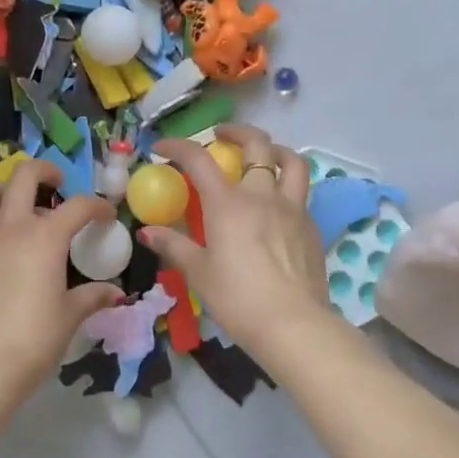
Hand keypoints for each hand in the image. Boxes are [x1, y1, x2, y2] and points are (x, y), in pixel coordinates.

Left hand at [0, 159, 123, 398]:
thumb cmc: (33, 339)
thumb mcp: (69, 317)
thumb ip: (92, 297)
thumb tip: (115, 294)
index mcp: (45, 237)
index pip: (79, 205)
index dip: (97, 206)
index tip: (105, 215)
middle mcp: (10, 226)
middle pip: (24, 175)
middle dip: (44, 170)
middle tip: (55, 182)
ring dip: (3, 190)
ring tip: (15, 206)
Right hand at [144, 125, 330, 367]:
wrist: (295, 325)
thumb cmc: (238, 299)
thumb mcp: (199, 273)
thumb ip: (174, 246)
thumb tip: (147, 231)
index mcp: (228, 203)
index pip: (199, 159)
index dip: (178, 146)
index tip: (162, 148)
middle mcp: (262, 195)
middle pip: (256, 144)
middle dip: (236, 132)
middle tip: (220, 136)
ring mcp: (291, 208)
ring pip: (291, 161)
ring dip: (274, 149)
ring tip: (262, 155)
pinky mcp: (311, 226)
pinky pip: (300, 193)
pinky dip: (286, 186)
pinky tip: (276, 205)